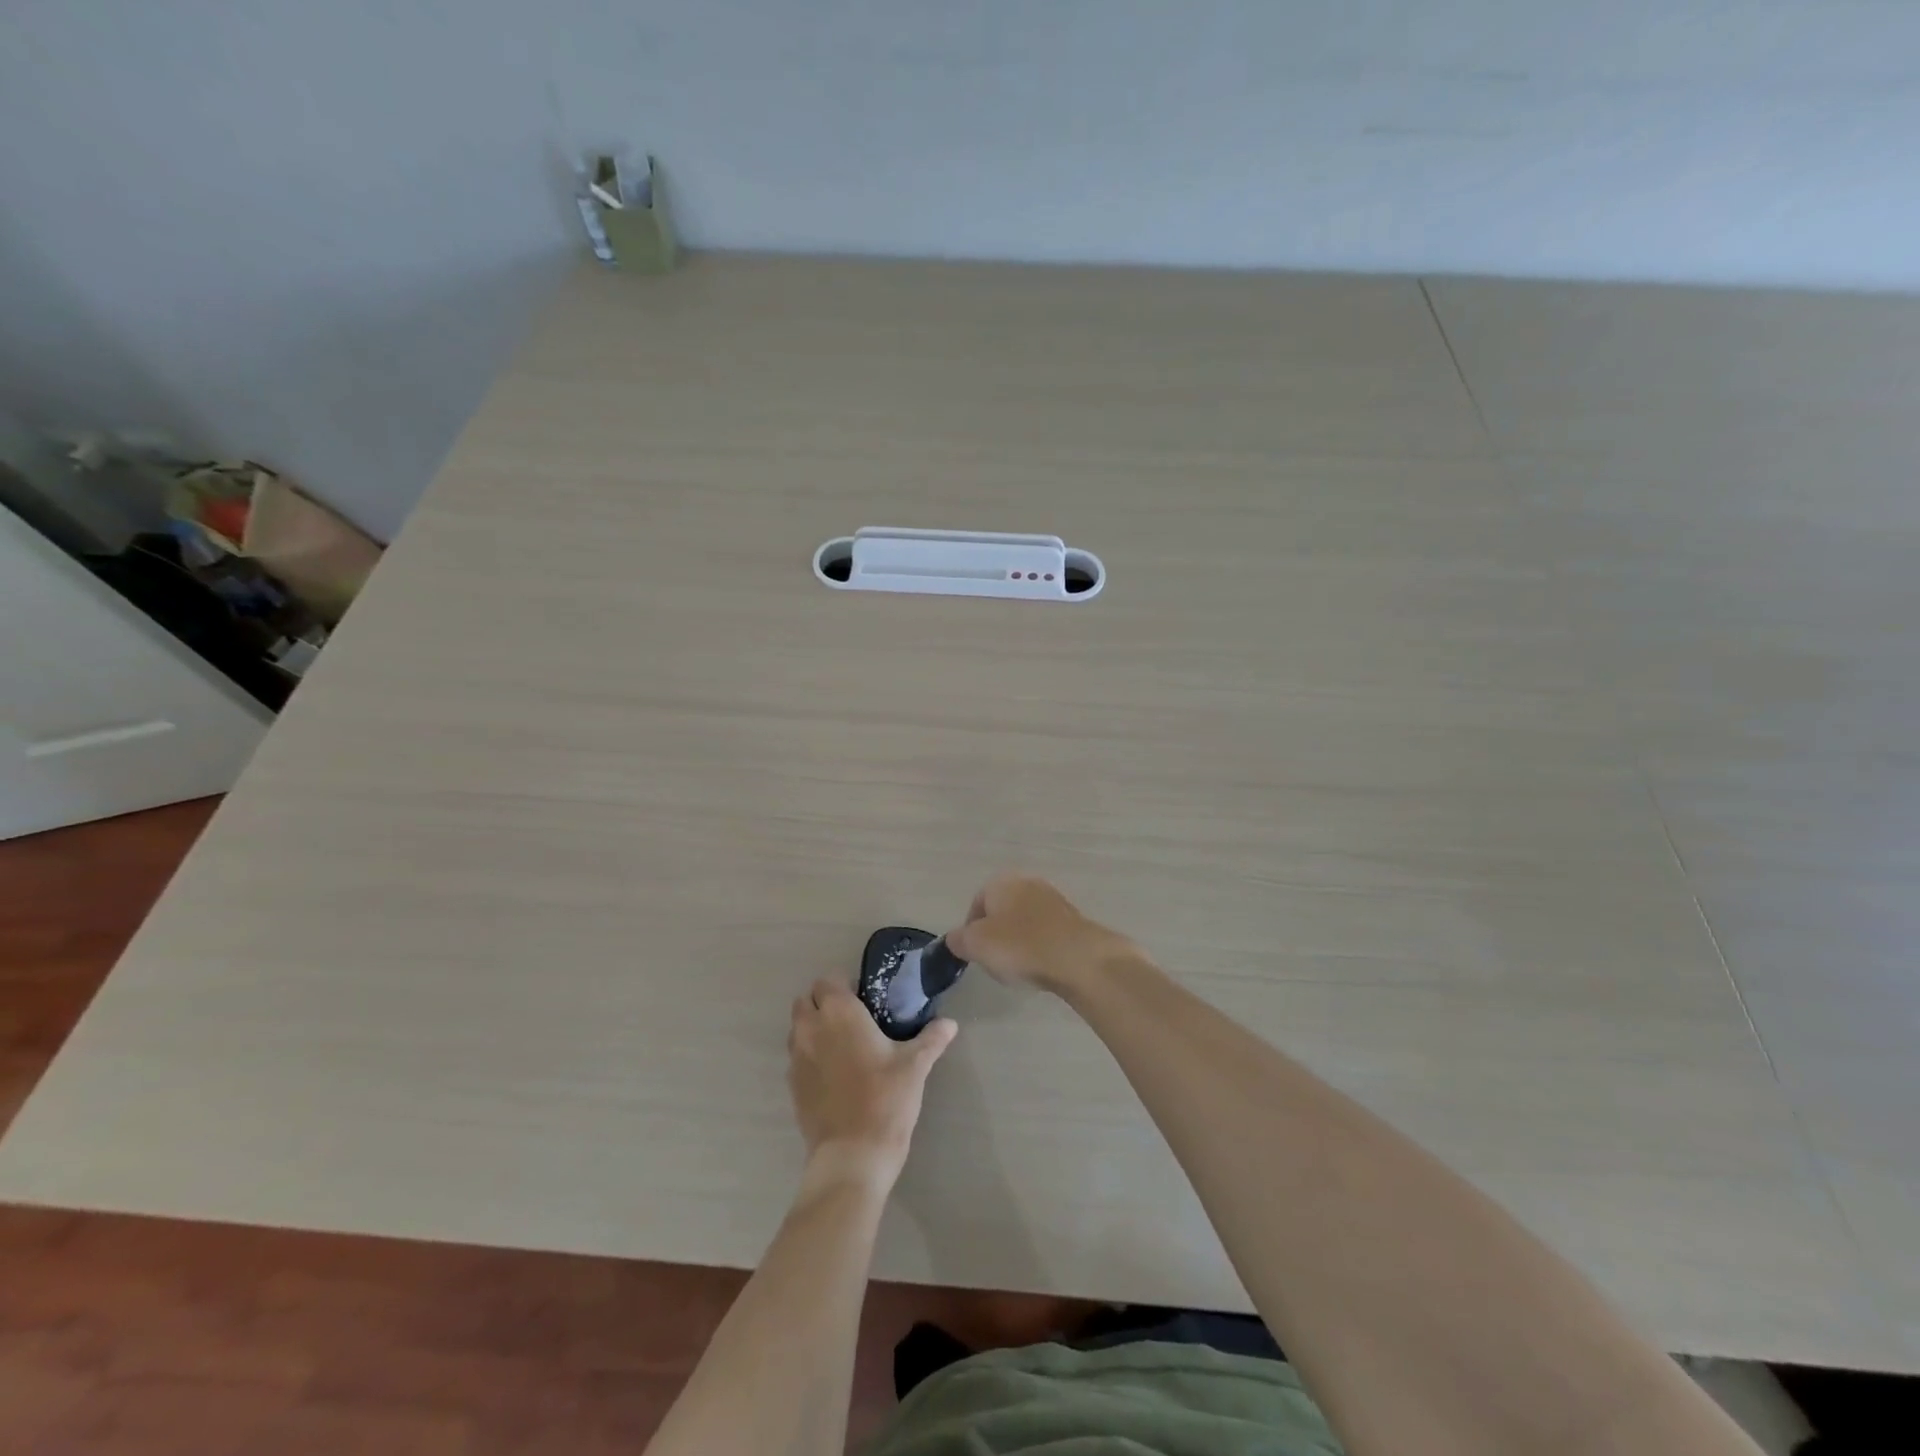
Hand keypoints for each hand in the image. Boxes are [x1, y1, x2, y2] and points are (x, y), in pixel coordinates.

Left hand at [788, 979, 956, 1192]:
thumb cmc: (885, 1099)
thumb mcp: (915, 1066)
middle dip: (824, 1003)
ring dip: (813, 1028)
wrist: (853, 1155)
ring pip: (797, 1028)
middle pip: (806, 1000)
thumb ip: (932, 1039)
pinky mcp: (792, 1086)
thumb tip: (950, 1023)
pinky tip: (834, 1075)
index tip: (865, 1000)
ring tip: (843, 1046)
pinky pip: (796, 1058)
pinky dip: (809, 1057)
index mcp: (839, 1013)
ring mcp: (796, 1058)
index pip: (828, 980)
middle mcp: (811, 1028)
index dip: (844, 985)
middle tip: (853, 1020)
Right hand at [945, 873, 1134, 994]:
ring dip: (1019, 942)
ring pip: (1025, 921)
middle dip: (996, 935)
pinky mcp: (1073, 918)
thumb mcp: (975, 945)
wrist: (1077, 957)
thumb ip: (958, 940)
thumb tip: (955, 939)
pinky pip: (1046, 932)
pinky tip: (1042, 966)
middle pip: (1002, 911)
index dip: (971, 931)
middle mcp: (1027, 883)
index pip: (976, 904)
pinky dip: (1040, 947)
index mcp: (1001, 882)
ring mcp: (1053, 899)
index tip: (975, 954)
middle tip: (996, 961)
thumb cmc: (1019, 946)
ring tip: (1020, 968)